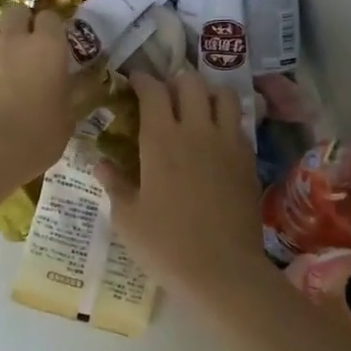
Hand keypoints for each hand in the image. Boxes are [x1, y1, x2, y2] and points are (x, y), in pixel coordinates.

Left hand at [0, 6, 97, 186]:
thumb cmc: (36, 136)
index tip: (56, 44)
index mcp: (48, 46)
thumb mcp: (68, 119)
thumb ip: (76, 94)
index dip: (53, 28)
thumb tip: (88, 83)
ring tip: (4, 57)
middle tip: (29, 46)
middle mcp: (14, 39)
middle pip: (17, 11)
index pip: (51, 17)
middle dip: (23, 23)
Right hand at [98, 71, 267, 302]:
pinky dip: (226, 119)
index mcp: (161, 139)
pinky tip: (216, 137)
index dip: (142, 80)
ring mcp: (228, 143)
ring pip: (224, 95)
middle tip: (164, 96)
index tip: (134, 81)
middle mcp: (197, 130)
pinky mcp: (248, 160)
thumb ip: (115, 183)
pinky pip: (239, 123)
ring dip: (208, 93)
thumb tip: (102, 163)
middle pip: (192, 82)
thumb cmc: (166, 245)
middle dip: (175, 81)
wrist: (222, 271)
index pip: (153, 90)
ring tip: (196, 107)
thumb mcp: (128, 217)